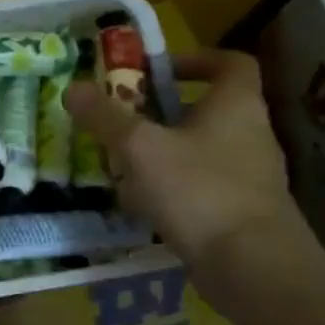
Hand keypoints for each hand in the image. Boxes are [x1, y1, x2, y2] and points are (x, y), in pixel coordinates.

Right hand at [64, 50, 312, 267]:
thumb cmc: (198, 190)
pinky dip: (173, 189)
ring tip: (123, 166)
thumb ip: (106, 117)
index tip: (155, 71)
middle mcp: (251, 134)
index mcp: (236, 105)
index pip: (230, 63)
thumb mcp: (140, 148)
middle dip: (162, 113)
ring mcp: (250, 176)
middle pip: (207, 109)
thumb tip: (73, 88)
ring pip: (201, 150)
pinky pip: (202, 187)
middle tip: (122, 122)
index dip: (194, 59)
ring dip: (163, 153)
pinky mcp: (242, 212)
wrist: (252, 265)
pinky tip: (143, 205)